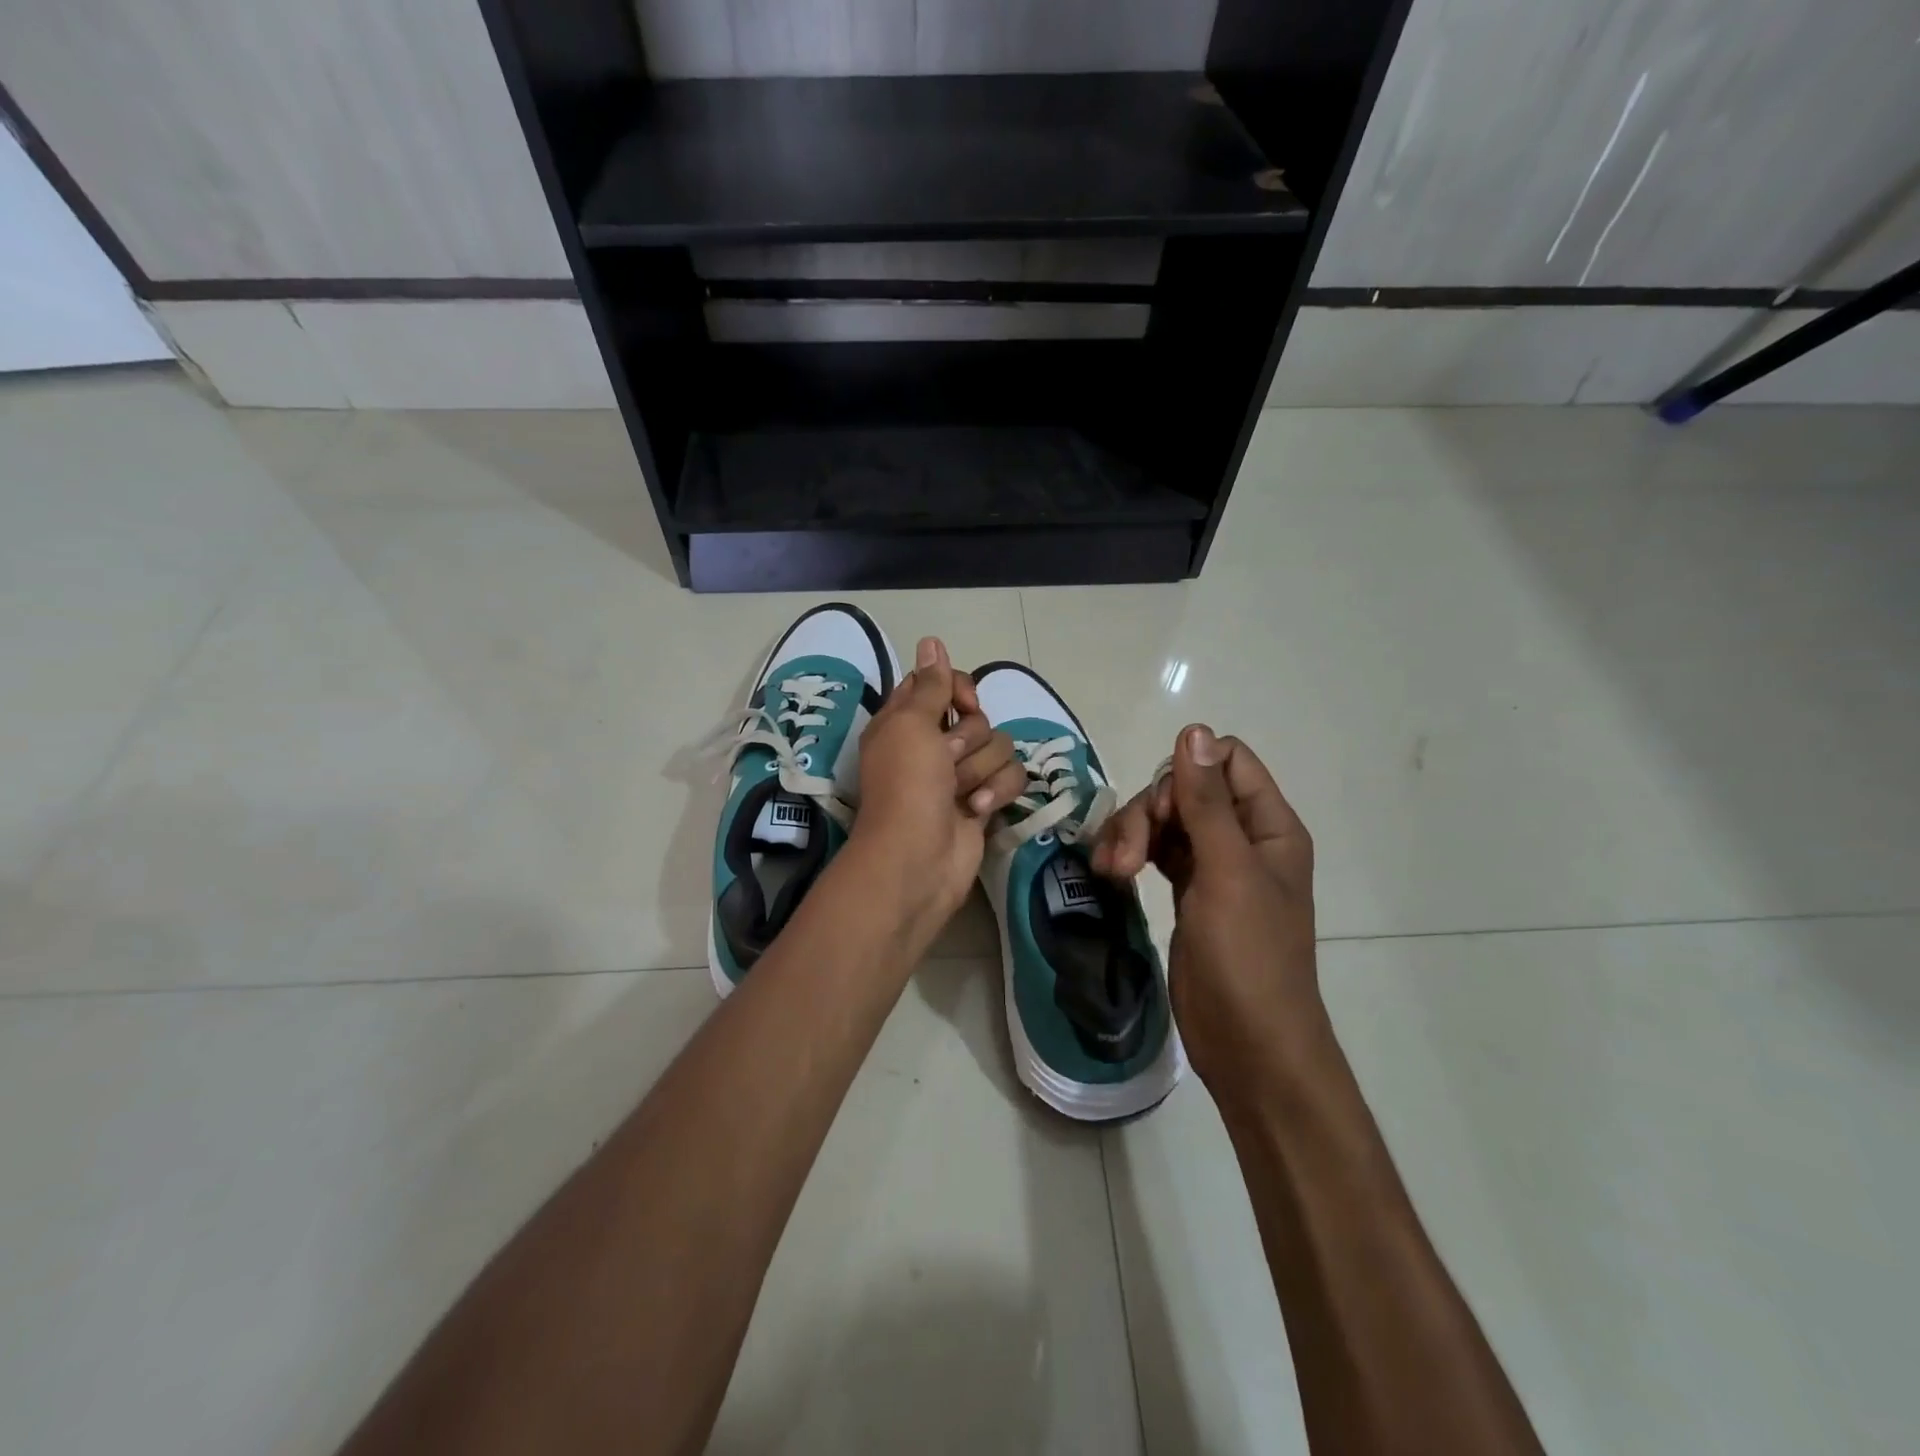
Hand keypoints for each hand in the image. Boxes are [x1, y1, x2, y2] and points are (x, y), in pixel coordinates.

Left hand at [849, 637, 1026, 940]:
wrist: (917, 858)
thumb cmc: (907, 785)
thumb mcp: (911, 724)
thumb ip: (929, 684)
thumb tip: (931, 640)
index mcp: (906, 721)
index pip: (940, 683)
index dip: (956, 688)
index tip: (962, 703)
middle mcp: (933, 745)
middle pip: (977, 717)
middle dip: (969, 739)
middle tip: (946, 760)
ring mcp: (960, 775)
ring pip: (999, 746)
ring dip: (981, 769)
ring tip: (960, 794)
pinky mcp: (984, 801)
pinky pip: (1011, 777)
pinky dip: (997, 791)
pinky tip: (978, 810)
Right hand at [1091, 725, 1320, 1106]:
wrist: (1249, 1044)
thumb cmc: (1248, 957)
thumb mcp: (1227, 872)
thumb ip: (1206, 802)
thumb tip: (1193, 730)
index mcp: (1268, 826)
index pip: (1227, 761)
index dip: (1186, 772)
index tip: (1161, 809)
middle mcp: (1243, 838)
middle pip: (1186, 790)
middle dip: (1148, 812)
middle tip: (1127, 856)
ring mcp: (1214, 867)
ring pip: (1164, 821)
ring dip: (1132, 835)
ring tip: (1111, 871)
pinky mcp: (1188, 893)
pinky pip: (1156, 852)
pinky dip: (1132, 855)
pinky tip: (1112, 873)